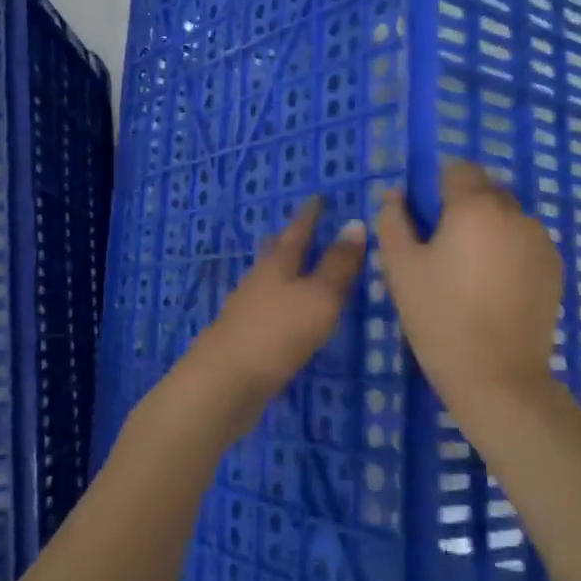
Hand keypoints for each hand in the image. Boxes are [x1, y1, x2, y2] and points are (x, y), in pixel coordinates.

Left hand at [176, 198, 365, 440]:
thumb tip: (356, 223)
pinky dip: (280, 303)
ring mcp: (246, 310)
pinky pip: (267, 309)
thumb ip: (338, 264)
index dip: (309, 215)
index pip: (297, 231)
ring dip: (284, 272)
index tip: (317, 197)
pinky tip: (286, 315)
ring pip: (268, 281)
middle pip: (275, 253)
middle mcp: (258, 281)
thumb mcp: (319, 296)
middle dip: (290, 239)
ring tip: (299, 269)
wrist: (224, 383)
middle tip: (303, 228)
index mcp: (277, 265)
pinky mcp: (244, 339)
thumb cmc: (277, 333)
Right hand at [375, 161, 562, 410]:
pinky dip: (508, 252)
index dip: (437, 187)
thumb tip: (396, 194)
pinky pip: (524, 243)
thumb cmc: (439, 316)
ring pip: (507, 217)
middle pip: (486, 190)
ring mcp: (541, 241)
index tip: (424, 219)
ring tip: (470, 273)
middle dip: (464, 207)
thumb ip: (393, 221)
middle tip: (442, 249)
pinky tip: (494, 288)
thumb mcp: (400, 267)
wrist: (497, 376)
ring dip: (488, 229)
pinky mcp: (555, 268)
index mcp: (476, 206)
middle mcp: (515, 213)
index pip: (458, 168)